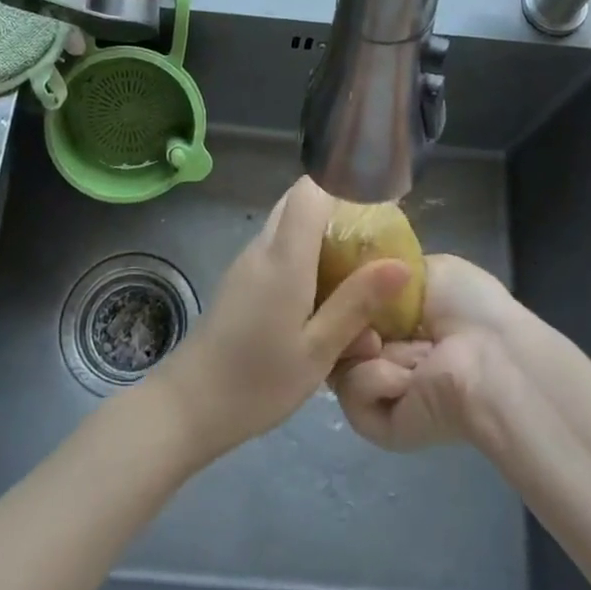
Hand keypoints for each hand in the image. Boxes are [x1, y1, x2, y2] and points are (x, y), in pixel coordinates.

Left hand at [152, 177, 411, 461]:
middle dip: (338, 209)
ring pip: (287, 225)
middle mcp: (262, 247)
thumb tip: (401, 264)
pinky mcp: (241, 280)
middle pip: (299, 201)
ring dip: (321, 234)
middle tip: (374, 240)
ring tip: (356, 269)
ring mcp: (247, 262)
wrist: (190, 405)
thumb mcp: (318, 349)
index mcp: (283, 256)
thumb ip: (357, 302)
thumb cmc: (259, 381)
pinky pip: (277, 249)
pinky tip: (323, 295)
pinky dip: (304, 255)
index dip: (345, 184)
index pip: (310, 189)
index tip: (379, 202)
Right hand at [330, 254, 523, 450]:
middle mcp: (390, 354)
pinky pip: (353, 395)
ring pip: (340, 363)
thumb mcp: (425, 268)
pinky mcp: (379, 425)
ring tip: (385, 346)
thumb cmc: (467, 306)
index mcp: (402, 321)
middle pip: (339, 335)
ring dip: (362, 349)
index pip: (352, 307)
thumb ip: (384, 270)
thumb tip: (357, 276)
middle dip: (344, 318)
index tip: (343, 281)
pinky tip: (405, 378)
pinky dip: (374, 379)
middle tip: (363, 316)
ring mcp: (383, 391)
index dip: (342, 293)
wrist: (490, 358)